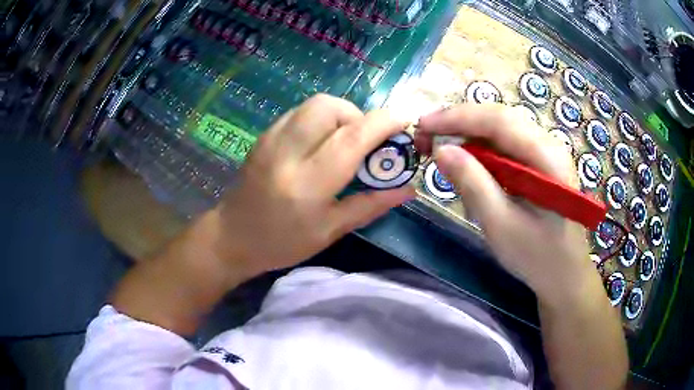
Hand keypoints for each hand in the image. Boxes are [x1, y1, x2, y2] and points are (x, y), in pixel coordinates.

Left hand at [212, 94, 414, 277]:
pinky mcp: (264, 135)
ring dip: (340, 115)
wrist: (232, 236)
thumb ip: (370, 205)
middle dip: (358, 115)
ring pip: (314, 104)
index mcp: (308, 183)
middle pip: (330, 107)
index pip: (352, 138)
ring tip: (344, 141)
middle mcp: (287, 152)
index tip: (405, 120)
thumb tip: (406, 189)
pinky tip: (321, 142)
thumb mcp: (330, 231)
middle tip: (365, 142)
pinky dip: (321, 119)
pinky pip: (300, 112)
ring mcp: (271, 139)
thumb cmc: (282, 242)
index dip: (384, 123)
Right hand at [416, 104, 592, 304]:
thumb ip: (472, 184)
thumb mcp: (501, 225)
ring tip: (442, 147)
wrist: (565, 275)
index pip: (498, 120)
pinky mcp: (541, 164)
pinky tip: (468, 162)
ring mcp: (547, 153)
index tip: (423, 125)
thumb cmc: (537, 256)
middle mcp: (549, 145)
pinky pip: (507, 146)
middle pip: (500, 119)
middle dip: (460, 123)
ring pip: (502, 130)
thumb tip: (441, 149)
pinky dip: (482, 150)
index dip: (457, 117)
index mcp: (547, 157)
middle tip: (426, 136)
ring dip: (470, 135)